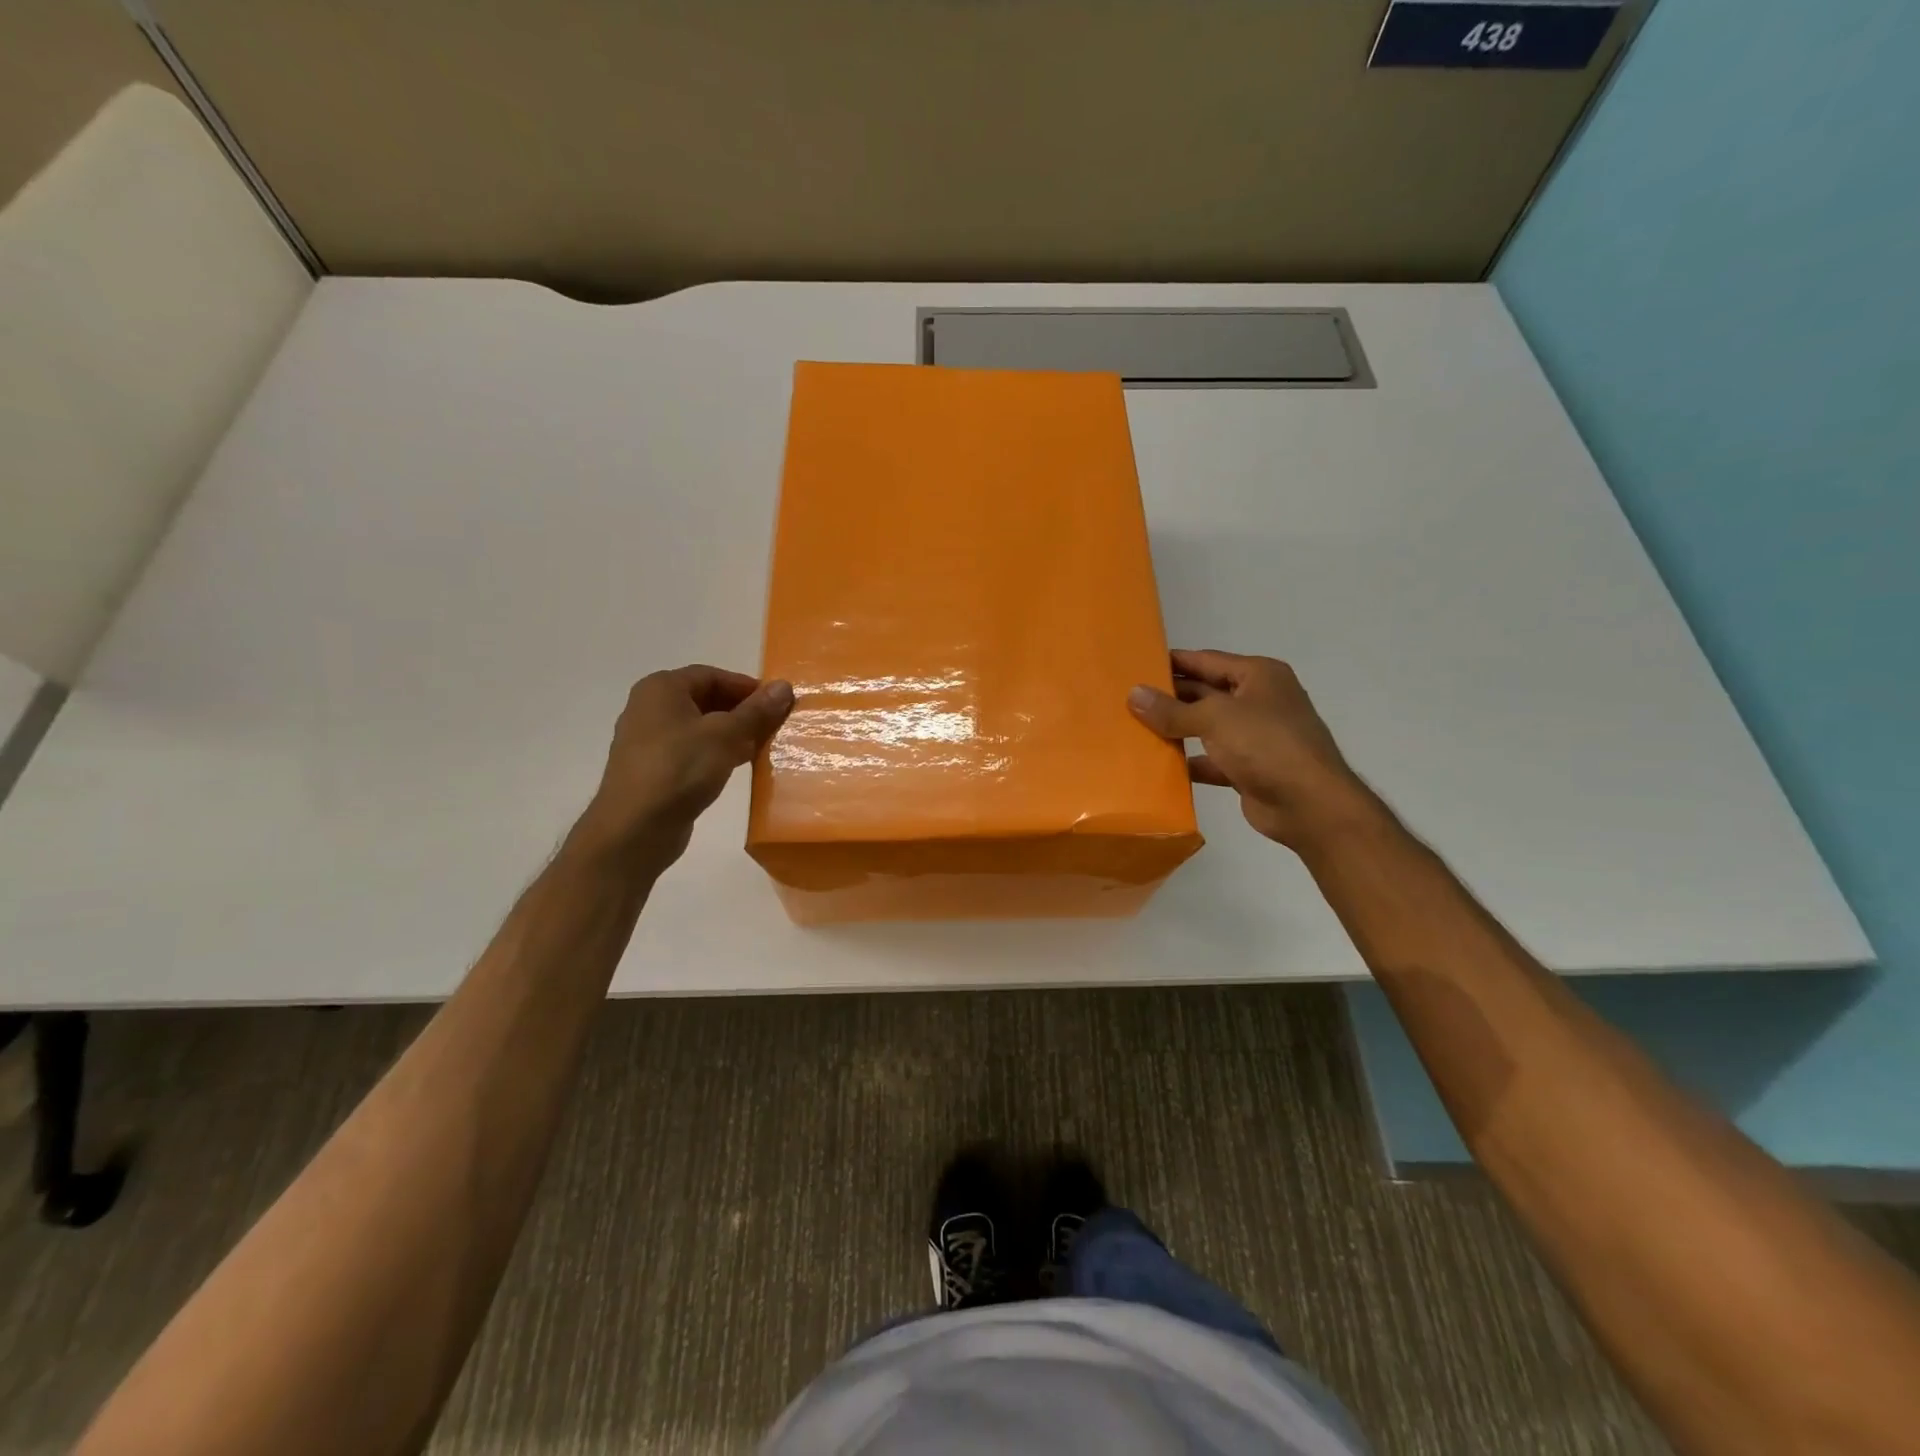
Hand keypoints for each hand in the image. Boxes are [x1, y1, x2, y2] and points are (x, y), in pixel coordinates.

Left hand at [568, 665, 792, 872]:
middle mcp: (650, 708)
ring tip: (763, 748)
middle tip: (774, 726)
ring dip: (733, 735)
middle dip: (742, 712)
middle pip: (706, 700)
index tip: (777, 704)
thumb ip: (756, 711)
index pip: (713, 676)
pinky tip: (739, 768)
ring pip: (701, 728)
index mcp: (662, 688)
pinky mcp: (655, 770)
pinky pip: (692, 752)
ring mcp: (649, 741)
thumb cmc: (680, 769)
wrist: (635, 829)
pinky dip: (717, 754)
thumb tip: (784, 686)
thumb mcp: (726, 735)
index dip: (747, 687)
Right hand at [1128, 649, 1374, 850]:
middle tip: (1127, 700)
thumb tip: (1133, 694)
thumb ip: (1171, 709)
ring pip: (1206, 728)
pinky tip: (1158, 767)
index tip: (1136, 665)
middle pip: (1205, 693)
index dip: (1173, 662)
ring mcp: (1254, 736)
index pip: (1206, 660)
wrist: (1309, 805)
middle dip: (1170, 698)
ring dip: (1176, 730)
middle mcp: (1258, 701)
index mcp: (1258, 676)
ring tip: (1135, 730)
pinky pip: (1211, 760)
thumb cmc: (1266, 745)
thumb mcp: (1214, 718)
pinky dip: (1188, 763)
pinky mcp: (1248, 768)